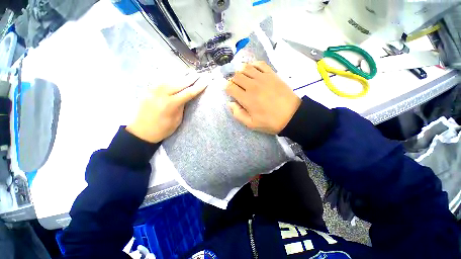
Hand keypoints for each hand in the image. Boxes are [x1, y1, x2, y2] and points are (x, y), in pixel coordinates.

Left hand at [127, 75, 206, 142]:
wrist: (141, 131)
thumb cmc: (162, 129)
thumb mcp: (177, 120)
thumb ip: (181, 106)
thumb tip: (186, 97)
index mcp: (171, 104)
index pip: (188, 92)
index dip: (198, 86)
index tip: (206, 81)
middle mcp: (162, 94)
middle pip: (179, 82)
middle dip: (191, 78)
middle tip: (199, 73)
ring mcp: (153, 90)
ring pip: (170, 78)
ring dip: (181, 75)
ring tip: (189, 72)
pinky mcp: (148, 90)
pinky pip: (161, 80)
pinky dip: (170, 76)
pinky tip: (175, 75)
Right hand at [226, 61, 300, 134]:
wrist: (292, 116)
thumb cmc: (270, 122)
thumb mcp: (251, 124)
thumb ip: (238, 114)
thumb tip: (230, 103)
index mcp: (246, 99)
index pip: (230, 87)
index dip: (227, 88)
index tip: (229, 91)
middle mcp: (252, 86)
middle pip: (236, 76)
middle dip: (233, 80)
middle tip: (236, 86)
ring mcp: (263, 78)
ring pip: (246, 68)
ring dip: (241, 72)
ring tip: (243, 78)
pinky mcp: (272, 74)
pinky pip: (259, 64)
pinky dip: (253, 65)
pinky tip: (253, 70)